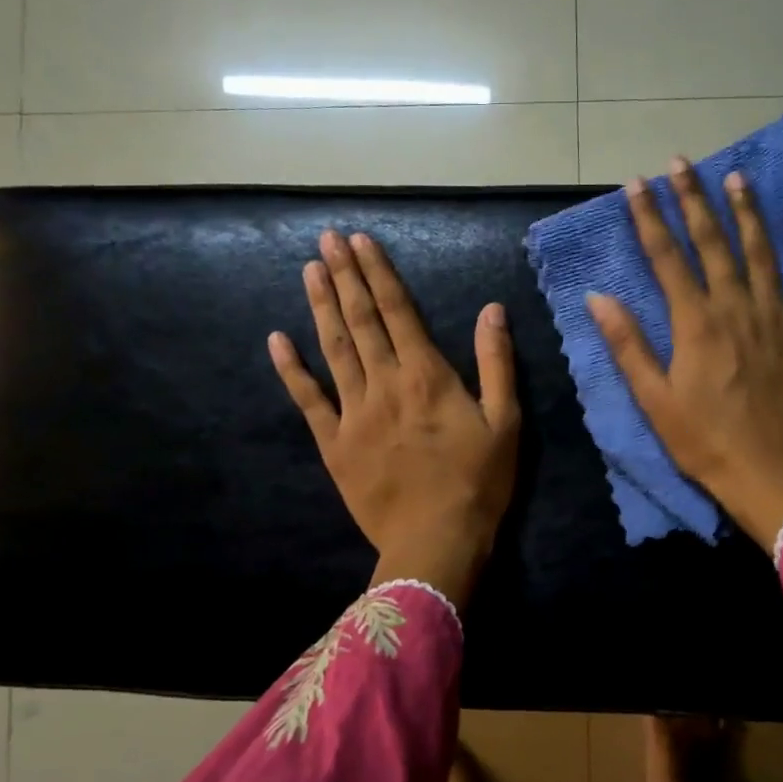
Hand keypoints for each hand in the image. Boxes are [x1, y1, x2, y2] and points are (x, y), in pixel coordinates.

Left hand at [270, 230, 519, 605]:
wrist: (435, 542)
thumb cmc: (478, 483)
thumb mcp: (506, 421)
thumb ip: (496, 362)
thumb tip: (492, 309)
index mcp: (427, 376)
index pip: (398, 311)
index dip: (378, 273)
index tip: (360, 240)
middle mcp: (385, 383)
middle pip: (361, 320)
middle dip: (344, 276)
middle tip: (327, 238)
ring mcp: (354, 413)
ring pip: (333, 349)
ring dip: (320, 307)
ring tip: (309, 270)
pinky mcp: (334, 443)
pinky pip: (308, 400)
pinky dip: (291, 369)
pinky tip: (277, 339)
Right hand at [586, 157, 782, 549]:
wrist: (775, 475)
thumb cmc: (706, 443)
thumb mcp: (655, 401)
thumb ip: (628, 345)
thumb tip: (598, 298)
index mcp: (696, 323)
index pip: (667, 258)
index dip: (650, 218)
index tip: (638, 184)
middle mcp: (737, 307)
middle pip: (714, 243)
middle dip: (695, 200)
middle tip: (683, 163)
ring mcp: (779, 317)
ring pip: (762, 252)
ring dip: (747, 212)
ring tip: (737, 176)